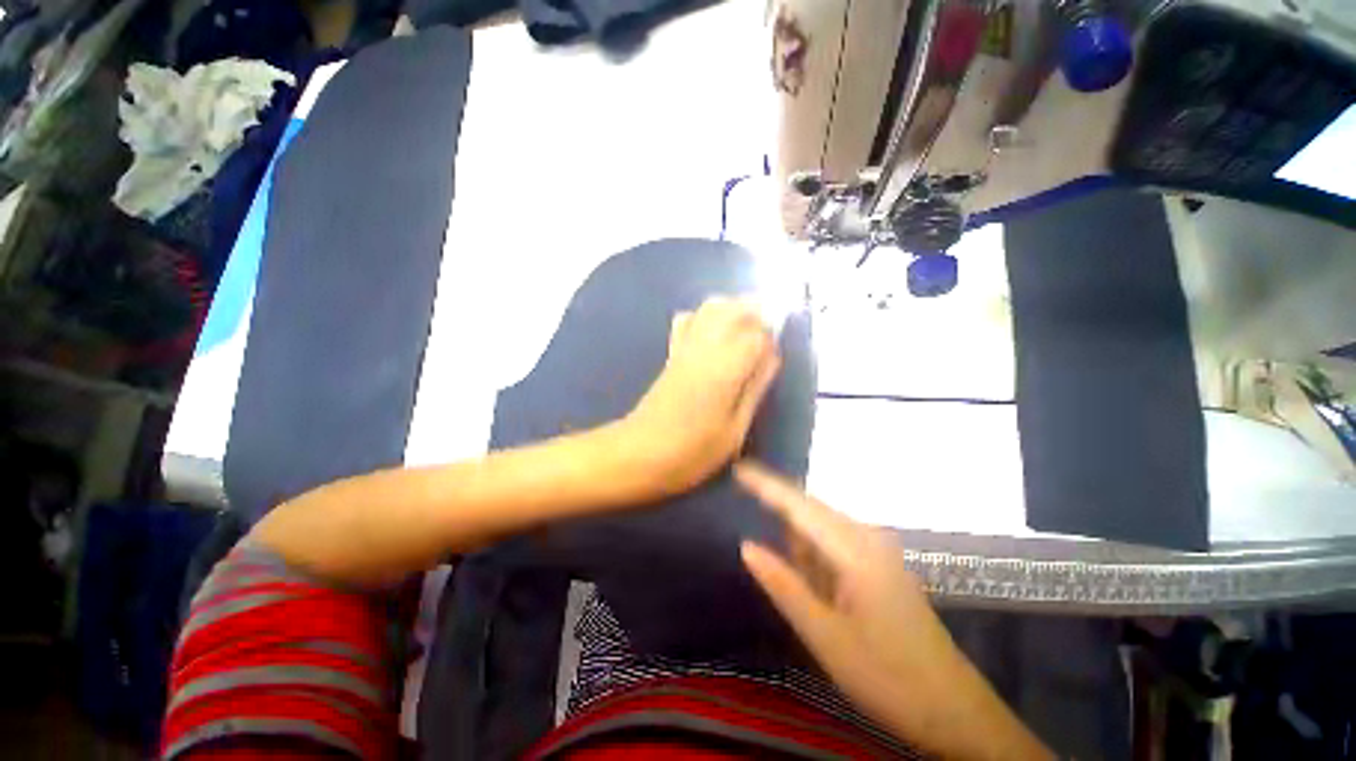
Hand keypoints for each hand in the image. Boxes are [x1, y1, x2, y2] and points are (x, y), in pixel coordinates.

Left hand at [622, 297, 780, 496]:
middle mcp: (705, 347)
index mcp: (725, 367)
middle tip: (765, 339)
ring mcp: (684, 346)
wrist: (640, 452)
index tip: (773, 359)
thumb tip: (771, 357)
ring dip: (733, 311)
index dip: (771, 340)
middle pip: (733, 307)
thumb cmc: (693, 451)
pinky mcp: (671, 353)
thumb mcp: (735, 430)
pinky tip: (714, 337)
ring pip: (711, 307)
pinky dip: (706, 317)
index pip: (757, 333)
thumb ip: (755, 389)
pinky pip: (689, 319)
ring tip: (744, 334)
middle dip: (755, 314)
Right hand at [735, 462, 1053, 760]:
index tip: (738, 469)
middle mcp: (867, 538)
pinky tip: (821, 593)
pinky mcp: (880, 565)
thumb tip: (746, 545)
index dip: (766, 484)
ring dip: (800, 547)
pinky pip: (836, 546)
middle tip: (756, 543)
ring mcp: (877, 550)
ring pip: (822, 529)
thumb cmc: (888, 678)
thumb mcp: (825, 637)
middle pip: (810, 510)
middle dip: (780, 517)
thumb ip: (783, 585)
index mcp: (854, 549)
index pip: (799, 505)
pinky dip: (816, 559)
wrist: (955, 711)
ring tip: (806, 595)